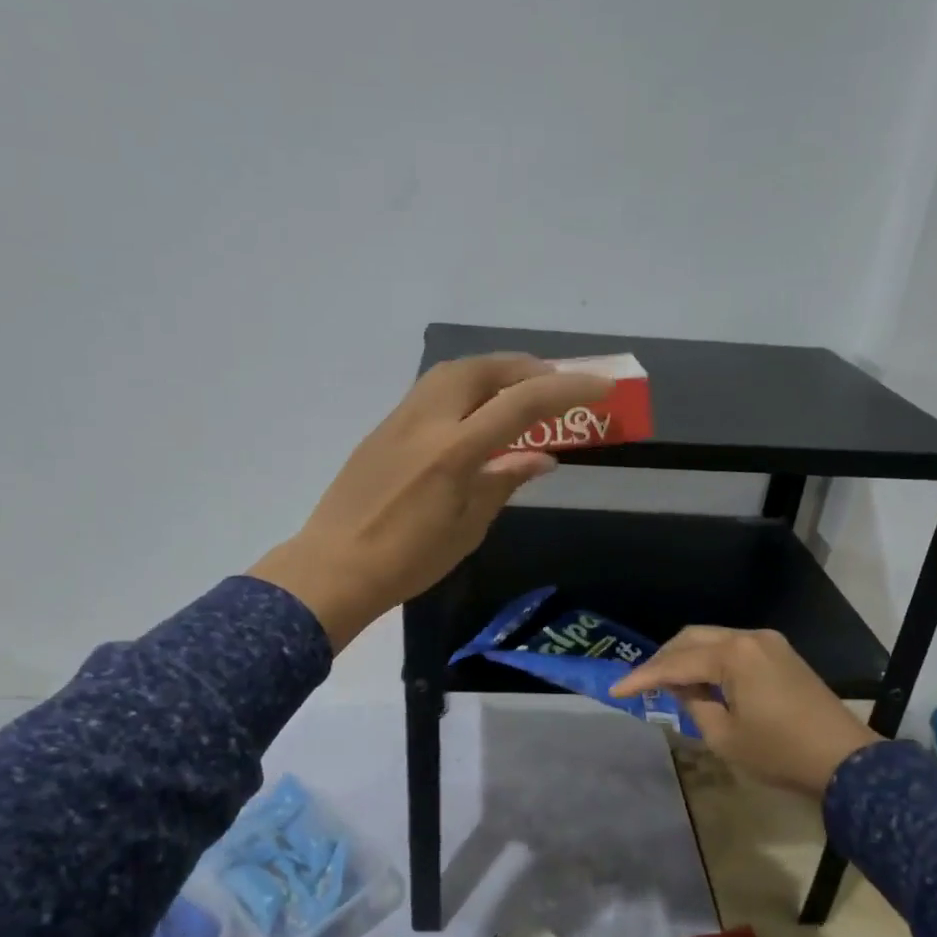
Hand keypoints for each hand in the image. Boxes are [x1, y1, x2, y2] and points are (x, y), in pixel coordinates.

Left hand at [249, 354, 612, 649]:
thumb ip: (504, 481)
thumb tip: (542, 457)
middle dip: (525, 368)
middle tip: (553, 384)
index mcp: (453, 451)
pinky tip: (474, 412)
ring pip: (452, 372)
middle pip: (483, 370)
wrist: (334, 567)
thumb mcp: (468, 527)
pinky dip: (464, 386)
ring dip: (492, 371)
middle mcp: (426, 421)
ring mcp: (399, 419)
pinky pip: (431, 390)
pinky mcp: (383, 428)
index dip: (566, 390)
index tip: (601, 386)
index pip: (521, 404)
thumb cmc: (408, 560)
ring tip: (516, 391)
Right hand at [609, 627, 879, 796]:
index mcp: (733, 654)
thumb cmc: (780, 753)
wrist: (846, 761)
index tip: (616, 691)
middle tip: (642, 684)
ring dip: (687, 658)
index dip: (643, 678)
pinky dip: (711, 660)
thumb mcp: (724, 736)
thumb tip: (683, 689)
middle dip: (663, 660)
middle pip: (691, 638)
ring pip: (712, 640)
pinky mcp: (780, 654)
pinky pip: (733, 648)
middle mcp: (749, 637)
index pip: (675, 663)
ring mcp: (768, 642)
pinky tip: (702, 682)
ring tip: (669, 685)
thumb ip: (693, 705)